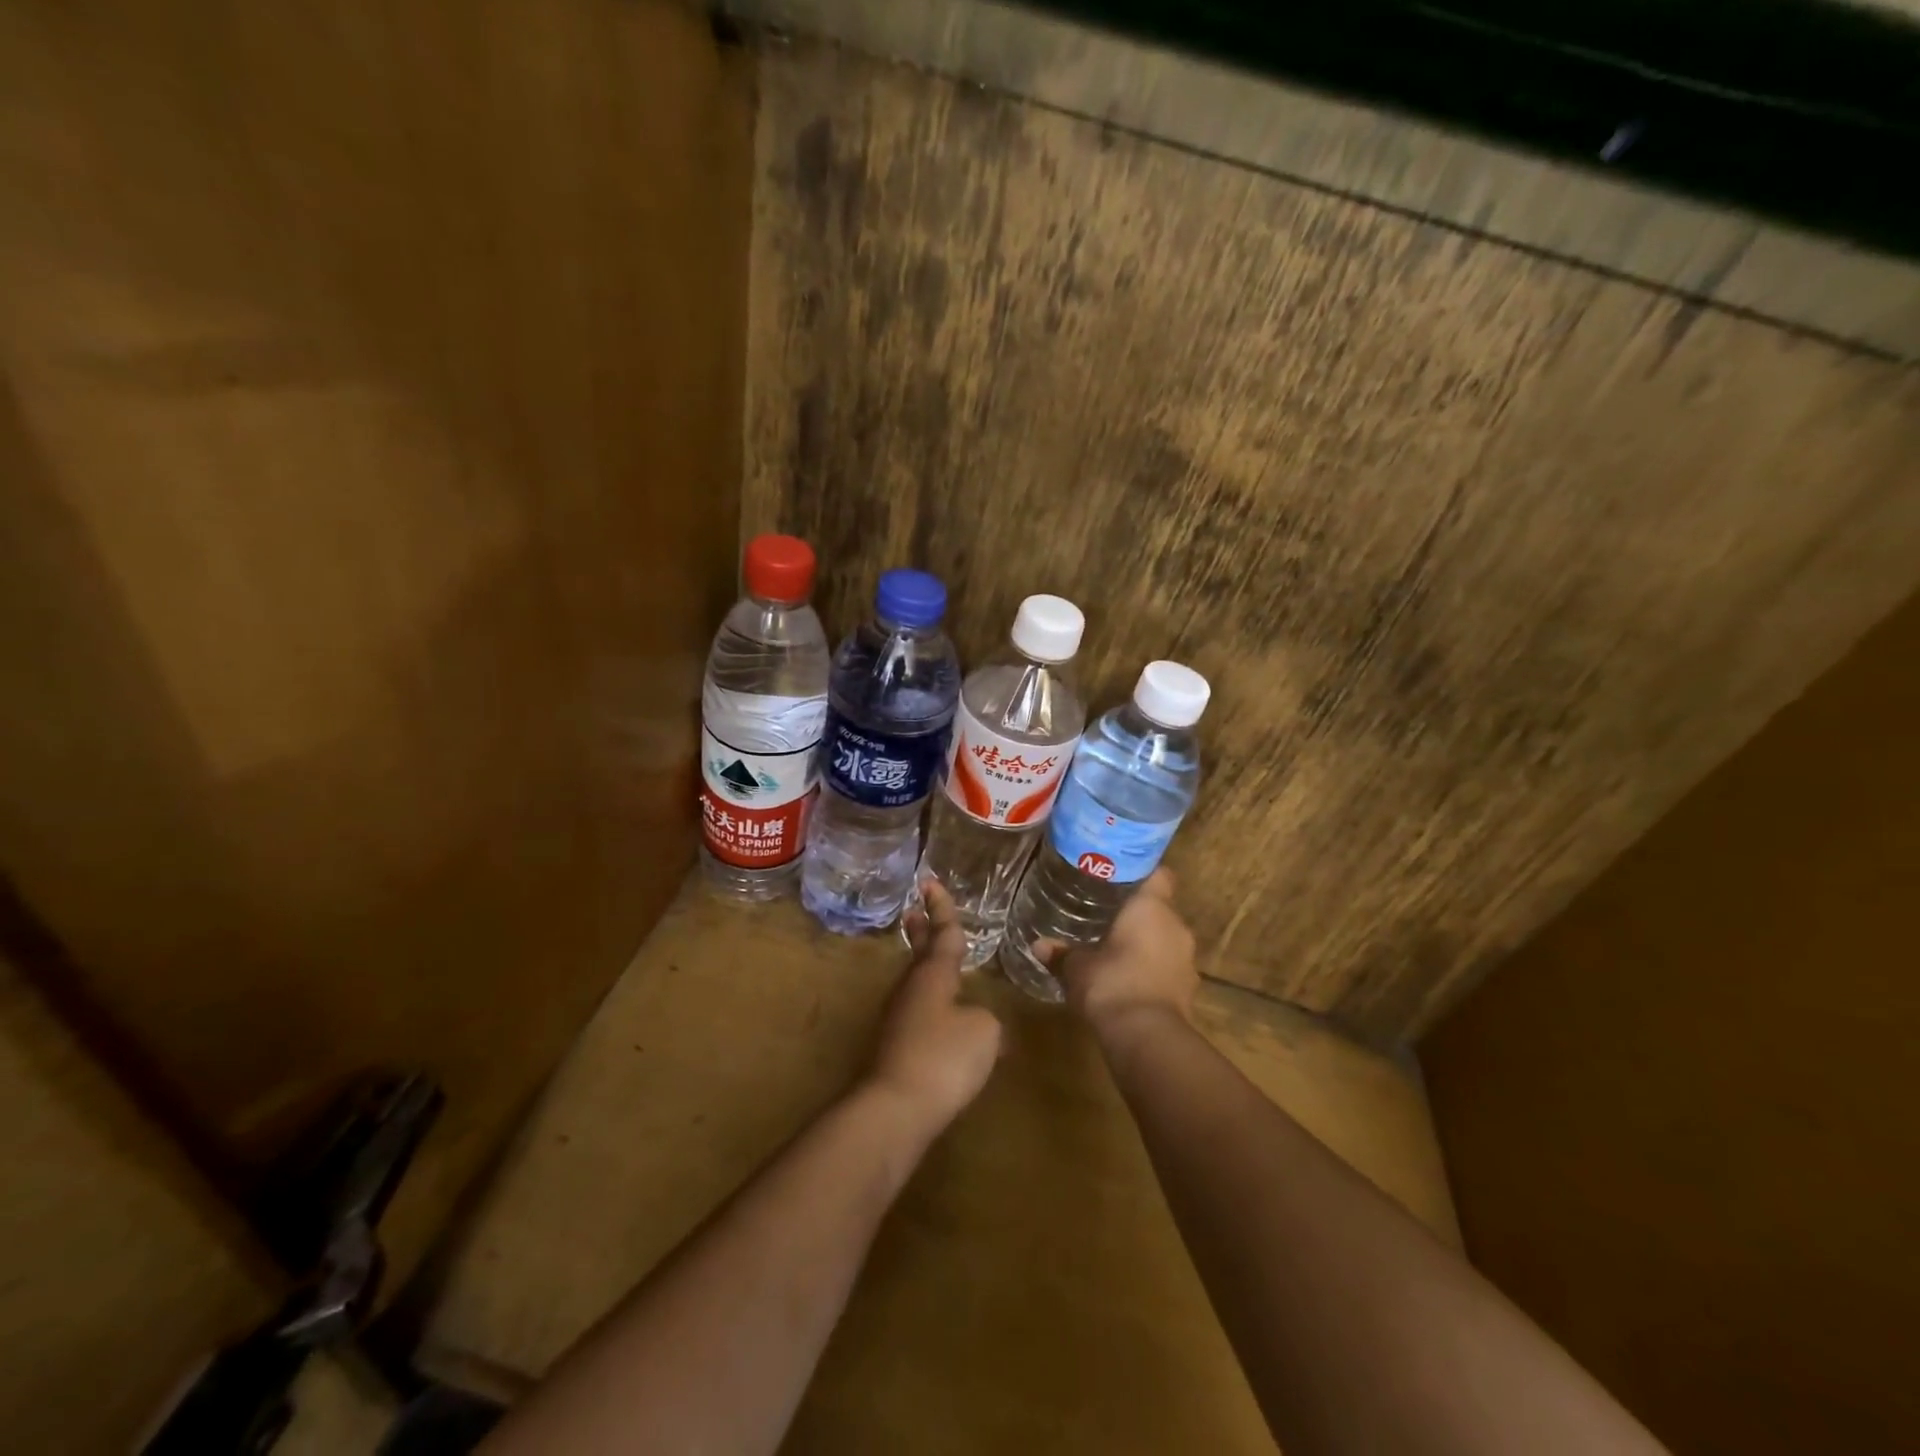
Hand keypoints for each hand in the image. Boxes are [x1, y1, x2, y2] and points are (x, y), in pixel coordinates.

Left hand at [866, 879, 1002, 1132]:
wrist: (895, 1108)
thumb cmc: (943, 1057)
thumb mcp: (984, 1032)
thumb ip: (986, 1019)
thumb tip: (979, 1022)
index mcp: (934, 975)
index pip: (943, 933)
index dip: (942, 908)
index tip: (930, 882)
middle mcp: (912, 990)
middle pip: (920, 954)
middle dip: (922, 931)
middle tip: (916, 911)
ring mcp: (899, 1019)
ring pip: (917, 983)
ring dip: (926, 967)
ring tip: (937, 962)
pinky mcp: (896, 1049)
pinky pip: (919, 1014)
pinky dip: (931, 1004)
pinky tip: (947, 1024)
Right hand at [1040, 869, 1197, 1039]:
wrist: (1146, 1037)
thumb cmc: (1111, 983)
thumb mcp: (1076, 967)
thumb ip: (1061, 954)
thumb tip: (1039, 945)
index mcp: (1152, 908)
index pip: (1159, 875)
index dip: (1143, 873)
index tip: (1120, 877)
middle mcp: (1176, 926)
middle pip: (1160, 908)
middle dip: (1137, 913)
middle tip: (1108, 913)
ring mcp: (1186, 959)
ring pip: (1165, 938)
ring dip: (1146, 943)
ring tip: (1117, 947)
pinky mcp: (1188, 988)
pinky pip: (1168, 967)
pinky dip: (1152, 969)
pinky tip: (1129, 978)